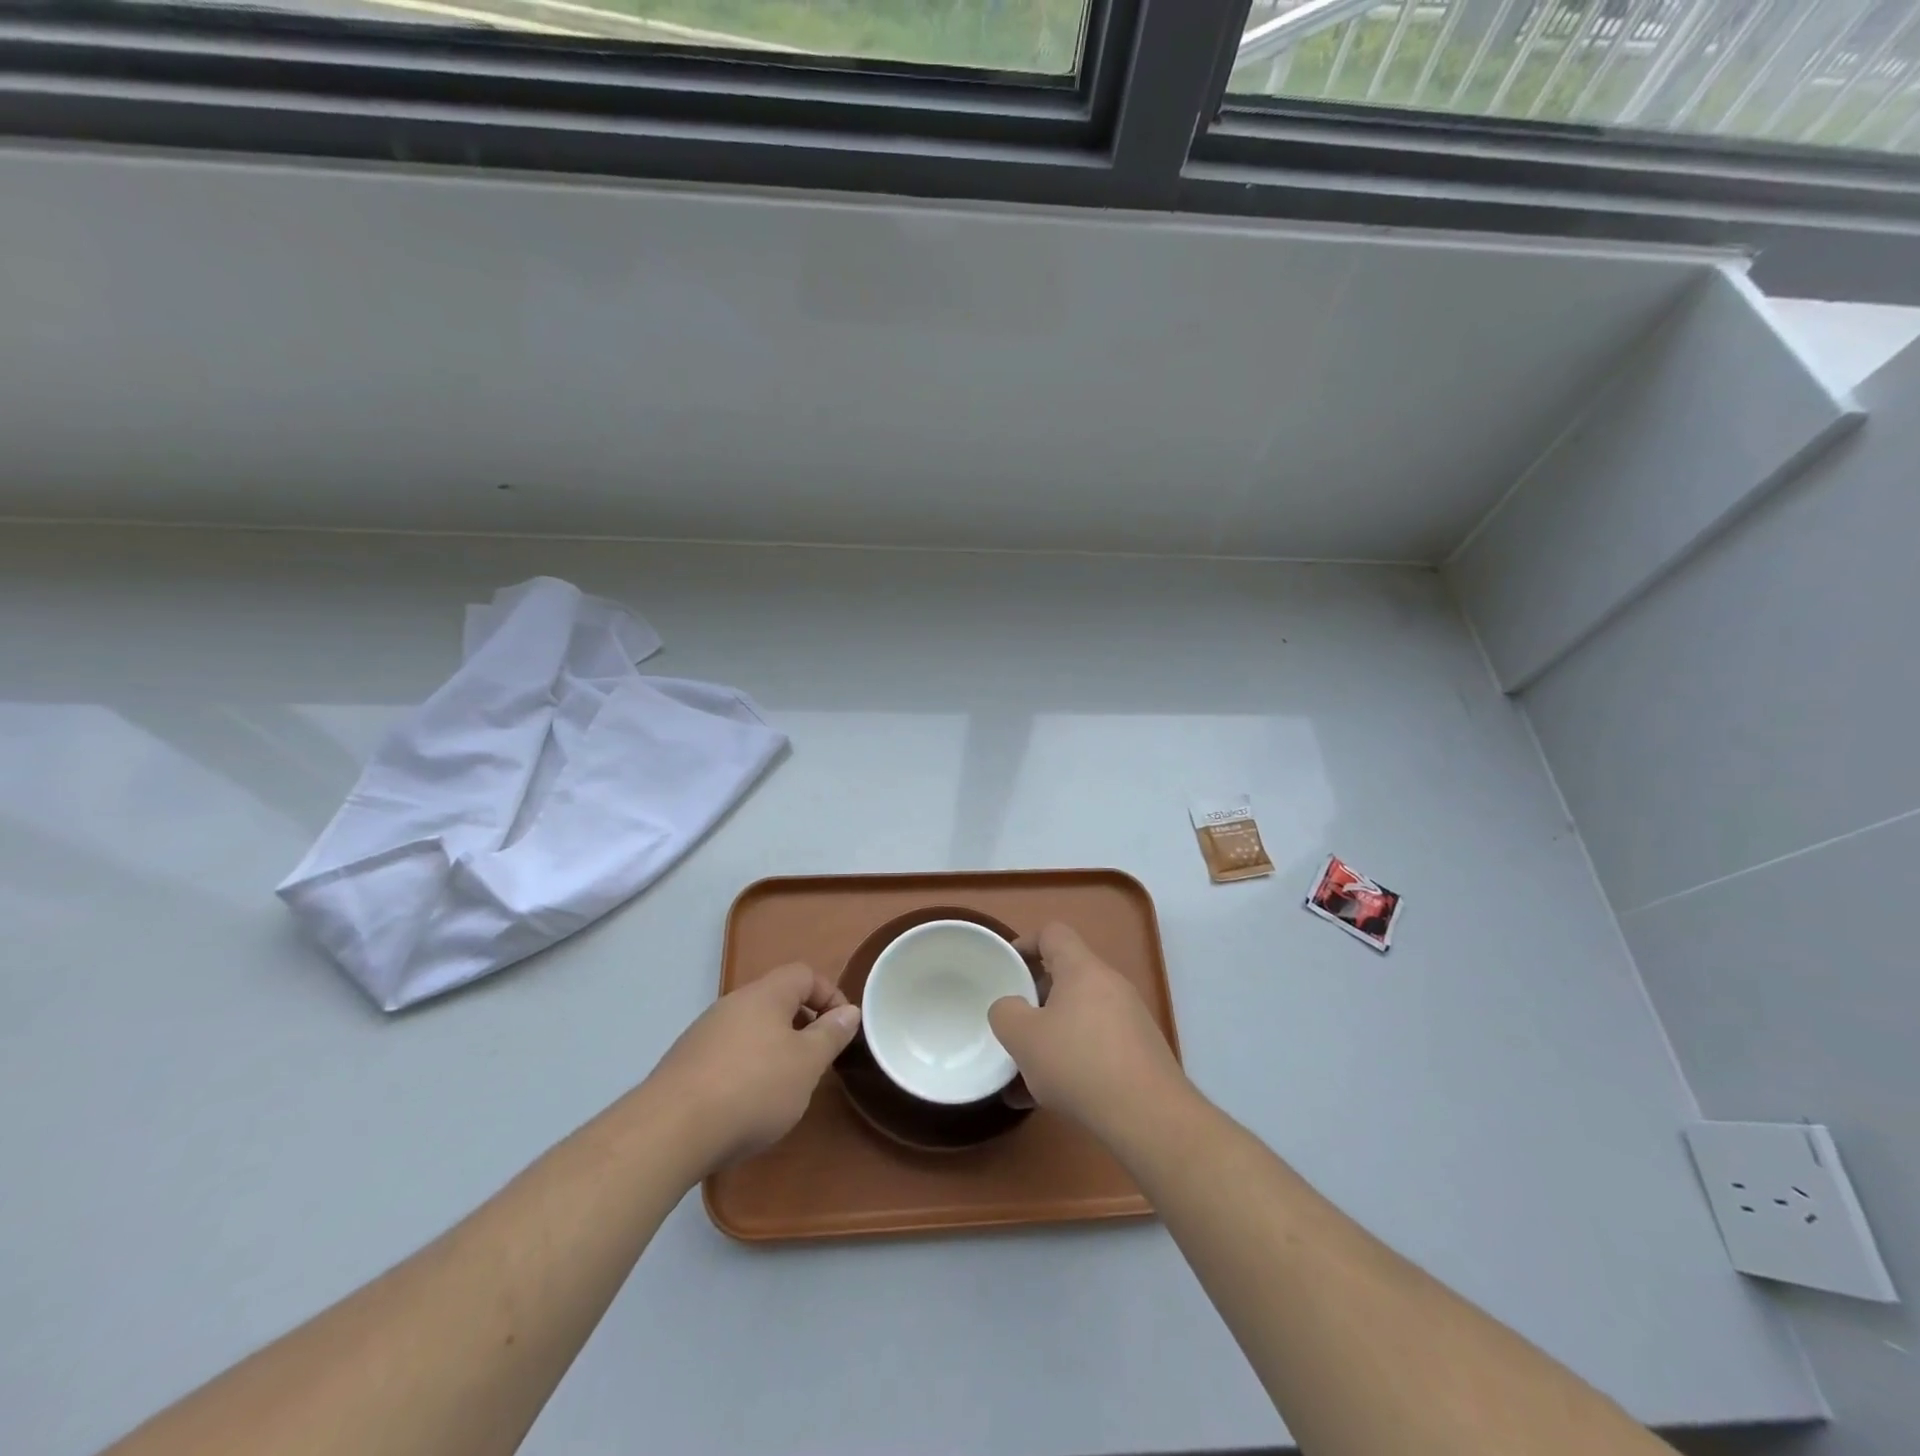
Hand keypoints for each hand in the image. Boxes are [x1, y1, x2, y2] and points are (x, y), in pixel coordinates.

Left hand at [645, 962, 860, 1174]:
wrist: (670, 1130)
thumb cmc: (752, 1088)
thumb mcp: (807, 1063)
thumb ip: (830, 1034)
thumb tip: (849, 1012)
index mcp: (765, 994)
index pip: (804, 974)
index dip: (829, 995)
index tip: (842, 1029)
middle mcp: (732, 1003)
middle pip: (776, 1000)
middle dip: (802, 1025)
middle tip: (816, 1060)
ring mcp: (704, 1033)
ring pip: (751, 1029)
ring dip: (774, 1049)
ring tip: (784, 1087)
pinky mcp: (685, 1063)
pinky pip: (727, 1054)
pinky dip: (746, 1069)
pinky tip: (746, 1104)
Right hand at [988, 922, 1184, 1141]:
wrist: (1149, 1116)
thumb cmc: (1079, 1063)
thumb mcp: (1023, 1038)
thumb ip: (1005, 1013)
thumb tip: (1011, 1008)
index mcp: (1082, 969)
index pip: (1053, 933)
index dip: (1026, 942)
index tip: (1007, 967)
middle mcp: (1110, 984)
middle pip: (1066, 976)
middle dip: (1036, 997)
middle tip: (1015, 1023)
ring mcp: (1130, 1019)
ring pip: (1079, 1016)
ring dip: (1051, 1035)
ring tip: (1025, 1071)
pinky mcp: (1140, 1052)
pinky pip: (1096, 1044)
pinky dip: (1071, 1060)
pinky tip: (1048, 1098)